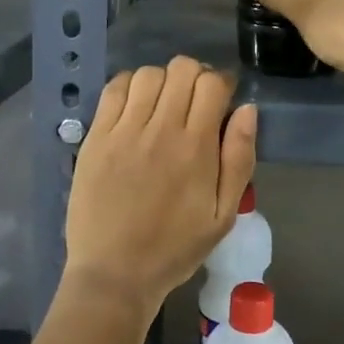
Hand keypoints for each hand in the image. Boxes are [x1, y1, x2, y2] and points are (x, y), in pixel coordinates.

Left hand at [62, 56, 257, 318]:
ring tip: (164, 104)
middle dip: (196, 76)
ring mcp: (123, 131)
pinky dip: (130, 86)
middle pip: (182, 69)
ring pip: (148, 74)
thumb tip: (248, 110)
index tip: (223, 99)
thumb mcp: (223, 215)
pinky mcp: (96, 137)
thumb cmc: (175, 248)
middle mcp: (160, 129)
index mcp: (196, 147)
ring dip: (163, 80)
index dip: (222, 83)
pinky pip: (114, 90)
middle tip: (195, 101)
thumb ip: (239, 159)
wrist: (114, 273)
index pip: (212, 84)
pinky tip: (136, 106)